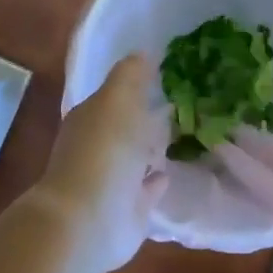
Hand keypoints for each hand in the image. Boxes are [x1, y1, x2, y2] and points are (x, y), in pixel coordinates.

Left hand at [36, 55, 168, 271]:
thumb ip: (130, 76)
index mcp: (91, 119)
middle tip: (179, 104)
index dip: (135, 85)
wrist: (90, 219)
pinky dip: (157, 180)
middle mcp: (98, 148)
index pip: (114, 97)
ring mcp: (113, 181)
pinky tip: (171, 172)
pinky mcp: (130, 210)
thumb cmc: (103, 152)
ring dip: (152, 149)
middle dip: (145, 118)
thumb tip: (143, 53)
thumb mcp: (117, 101)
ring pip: (137, 158)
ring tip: (181, 134)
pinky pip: (147, 189)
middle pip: (126, 128)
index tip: (164, 75)